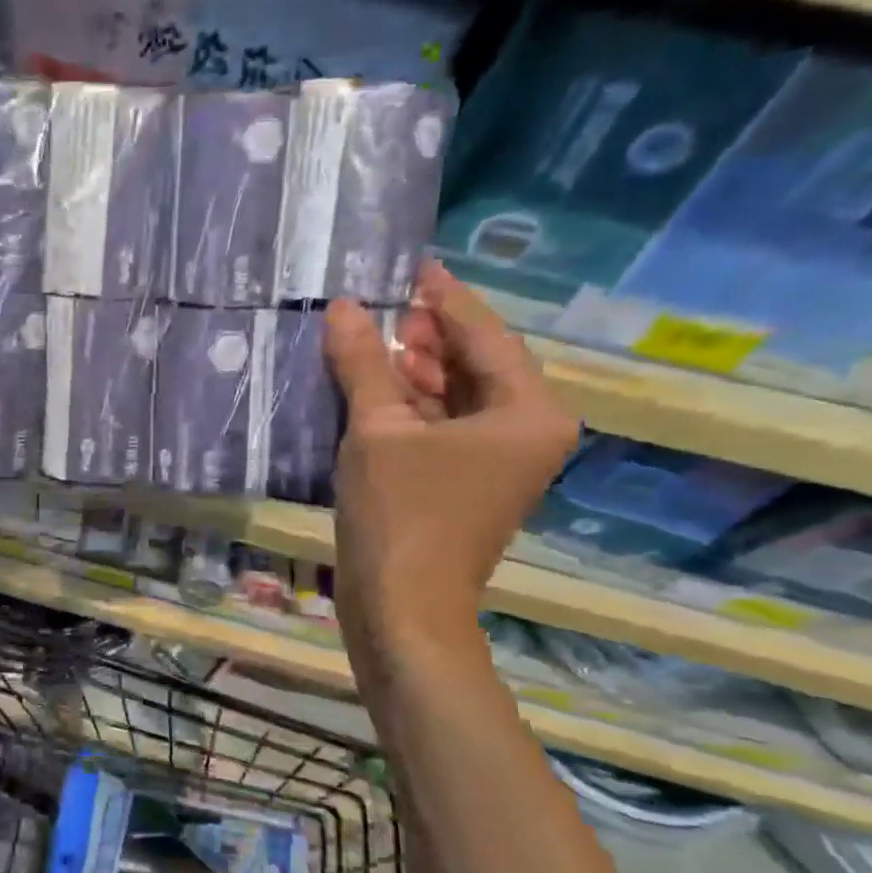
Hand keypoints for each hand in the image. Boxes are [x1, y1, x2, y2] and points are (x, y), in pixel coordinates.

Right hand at [324, 260, 576, 665]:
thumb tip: (343, 306)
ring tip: (365, 335)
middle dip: (424, 332)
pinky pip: (442, 424)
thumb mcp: (377, 430)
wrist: (403, 609)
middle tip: (375, 302)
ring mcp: (498, 459)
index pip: (483, 333)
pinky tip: (370, 384)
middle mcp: (526, 429)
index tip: (409, 263)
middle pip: (473, 362)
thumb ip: (362, 362)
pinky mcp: (467, 480)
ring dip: (411, 367)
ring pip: (454, 394)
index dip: (442, 296)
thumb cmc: (401, 514)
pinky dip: (409, 403)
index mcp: (528, 410)